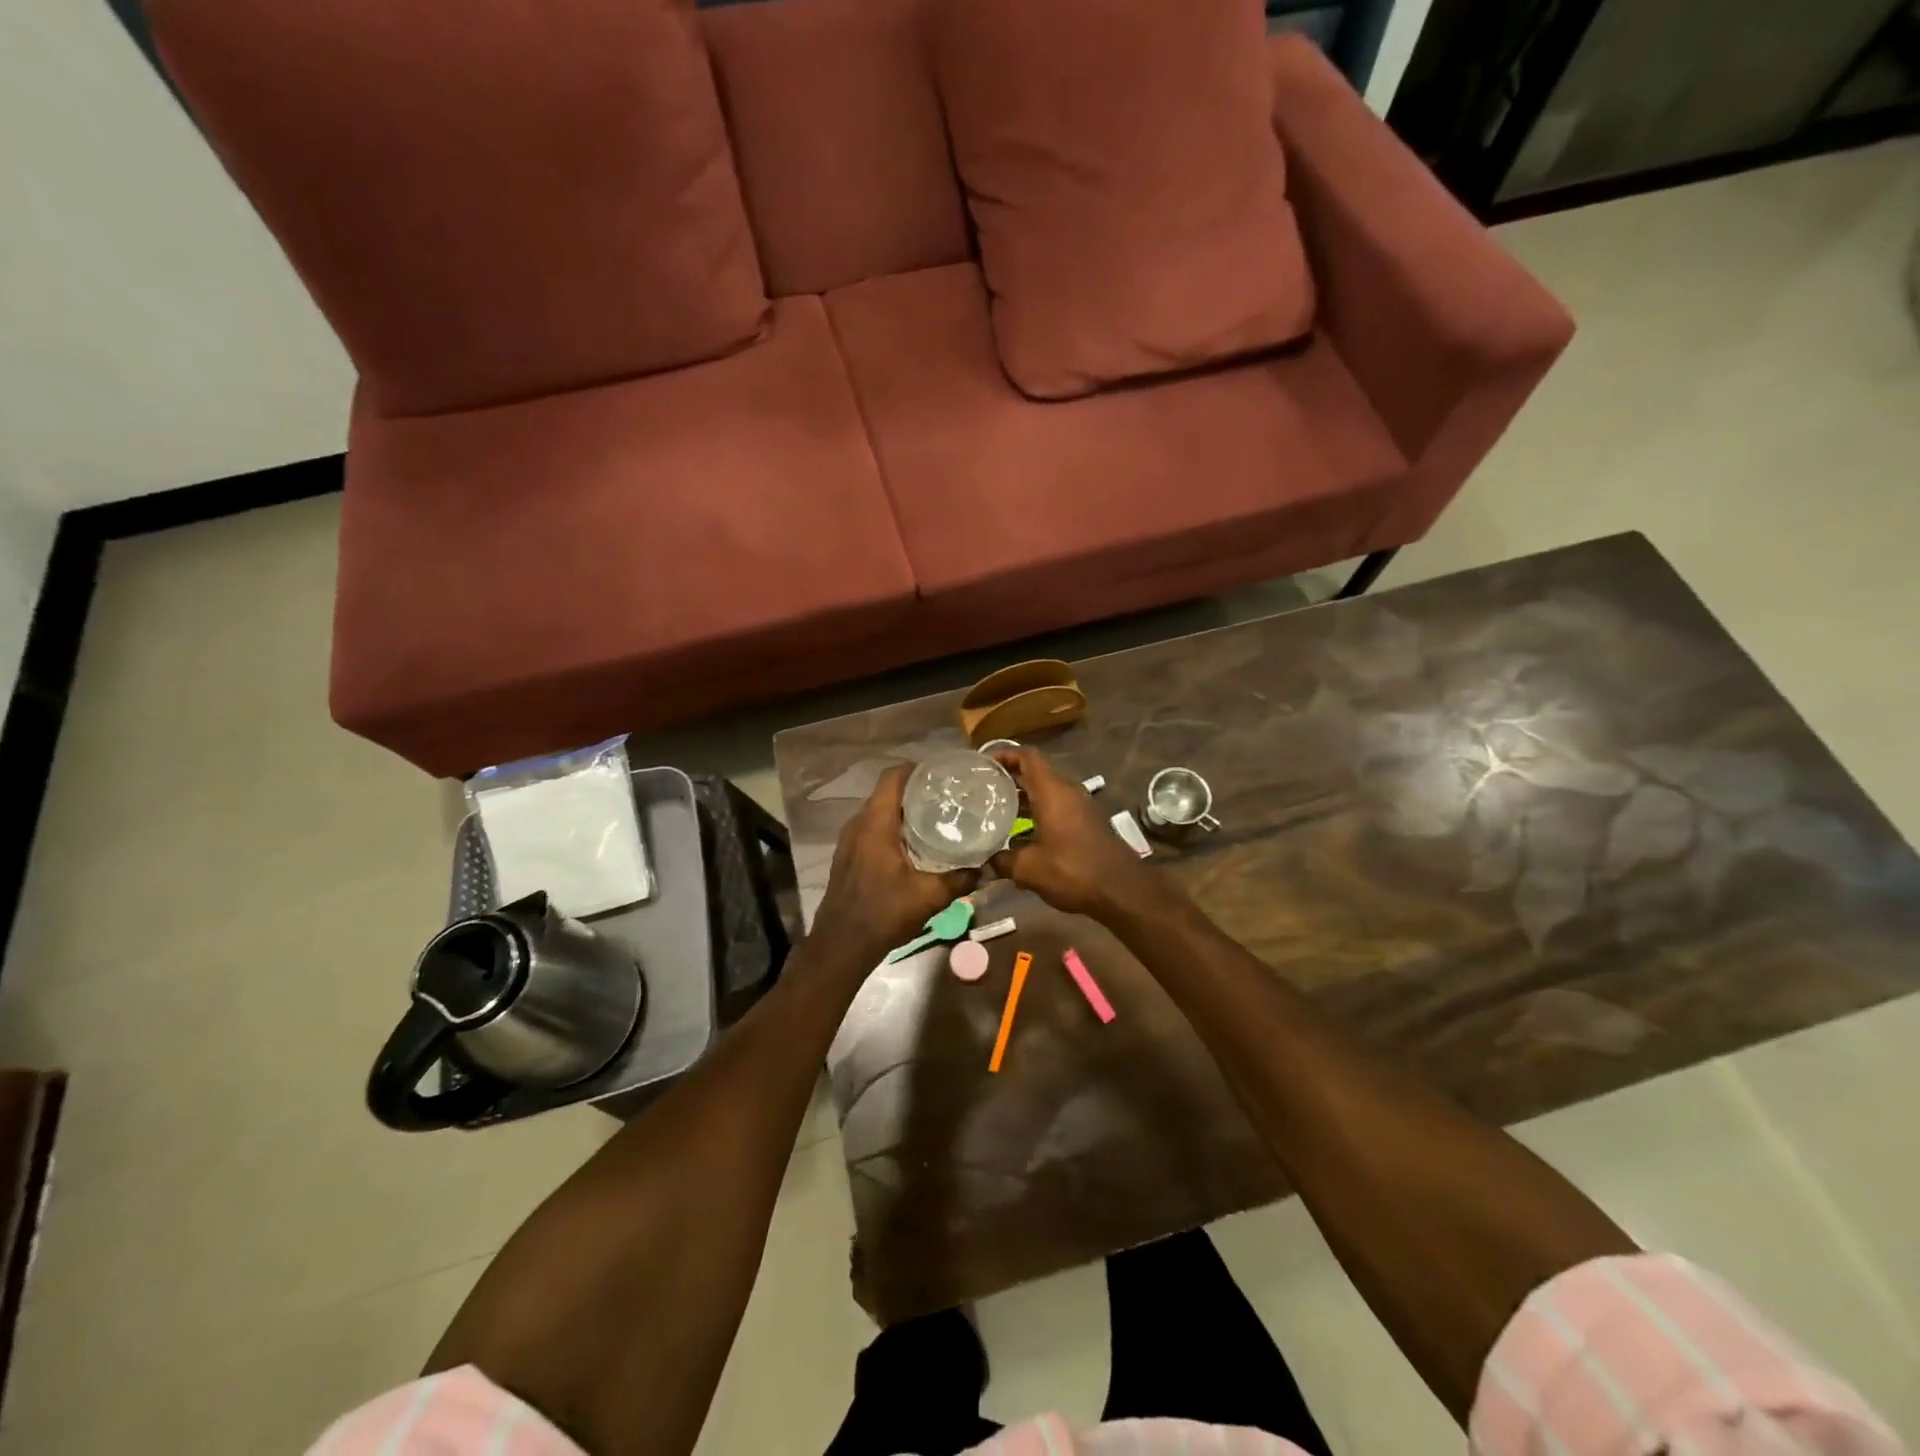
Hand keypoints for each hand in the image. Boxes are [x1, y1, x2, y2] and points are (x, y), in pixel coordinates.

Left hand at [811, 766, 979, 962]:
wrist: (842, 944)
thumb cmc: (884, 913)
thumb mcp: (928, 897)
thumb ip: (959, 880)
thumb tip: (985, 870)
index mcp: (875, 823)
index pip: (892, 777)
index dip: (916, 770)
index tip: (943, 775)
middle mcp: (858, 824)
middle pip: (886, 792)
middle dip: (915, 790)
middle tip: (946, 797)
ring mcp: (849, 840)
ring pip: (878, 811)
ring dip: (903, 810)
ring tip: (934, 817)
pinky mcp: (848, 855)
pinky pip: (871, 828)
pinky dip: (891, 827)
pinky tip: (913, 844)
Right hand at [990, 746, 1162, 919]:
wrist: (1122, 891)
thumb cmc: (1073, 870)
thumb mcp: (1029, 869)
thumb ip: (1003, 861)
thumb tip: (985, 862)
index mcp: (1053, 792)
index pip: (1027, 757)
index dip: (1004, 754)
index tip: (983, 764)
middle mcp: (1067, 793)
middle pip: (1035, 774)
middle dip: (1008, 779)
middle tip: (981, 789)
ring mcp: (1080, 809)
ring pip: (1046, 794)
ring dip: (1022, 800)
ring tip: (995, 813)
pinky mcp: (1086, 825)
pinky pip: (1056, 810)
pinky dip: (1037, 815)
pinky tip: (1020, 838)